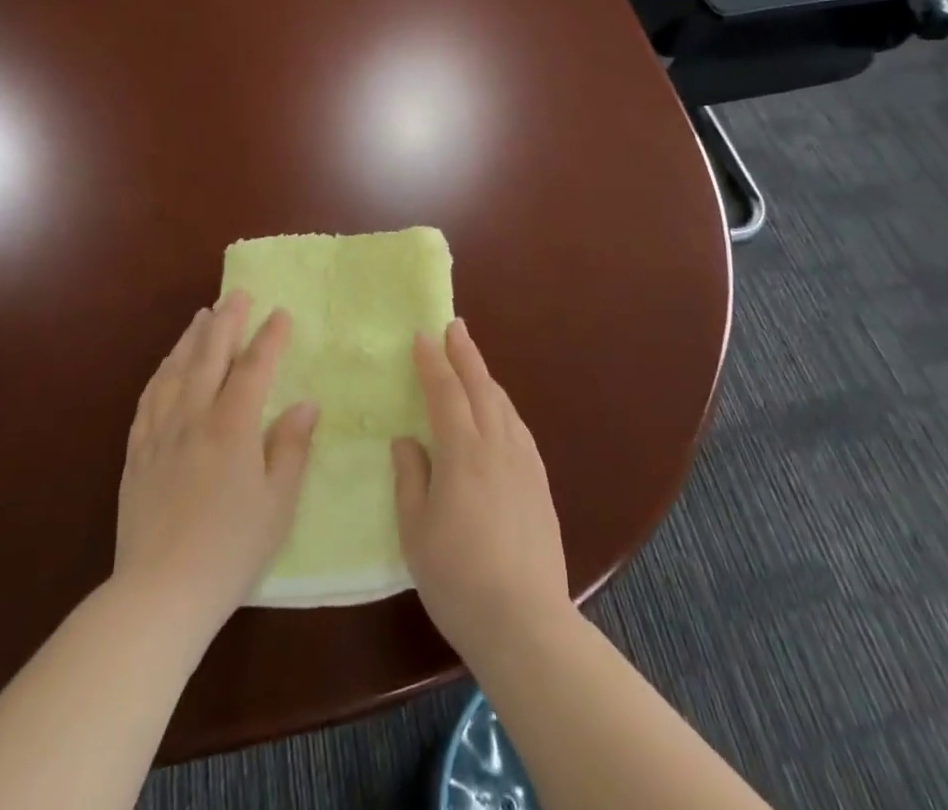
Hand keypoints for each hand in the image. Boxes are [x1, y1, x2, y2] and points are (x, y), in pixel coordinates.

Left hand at [115, 292, 318, 634]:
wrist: (160, 592)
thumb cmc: (231, 549)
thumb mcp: (278, 503)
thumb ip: (291, 447)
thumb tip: (305, 403)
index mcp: (232, 427)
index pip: (253, 368)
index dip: (269, 337)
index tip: (281, 312)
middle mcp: (194, 417)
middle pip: (210, 356)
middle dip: (227, 321)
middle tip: (237, 295)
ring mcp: (160, 433)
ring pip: (176, 370)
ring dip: (192, 338)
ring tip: (203, 316)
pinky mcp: (137, 453)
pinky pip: (149, 398)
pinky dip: (162, 372)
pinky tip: (166, 365)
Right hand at [392, 319, 571, 660]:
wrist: (524, 621)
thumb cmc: (457, 576)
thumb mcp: (415, 529)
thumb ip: (410, 477)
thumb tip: (407, 440)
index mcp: (462, 452)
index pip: (446, 393)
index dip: (433, 362)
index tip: (422, 336)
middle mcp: (497, 446)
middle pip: (481, 387)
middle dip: (466, 354)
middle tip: (455, 326)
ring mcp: (524, 464)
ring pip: (504, 405)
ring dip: (486, 378)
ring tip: (474, 363)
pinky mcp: (540, 484)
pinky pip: (519, 429)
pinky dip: (504, 407)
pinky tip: (500, 413)